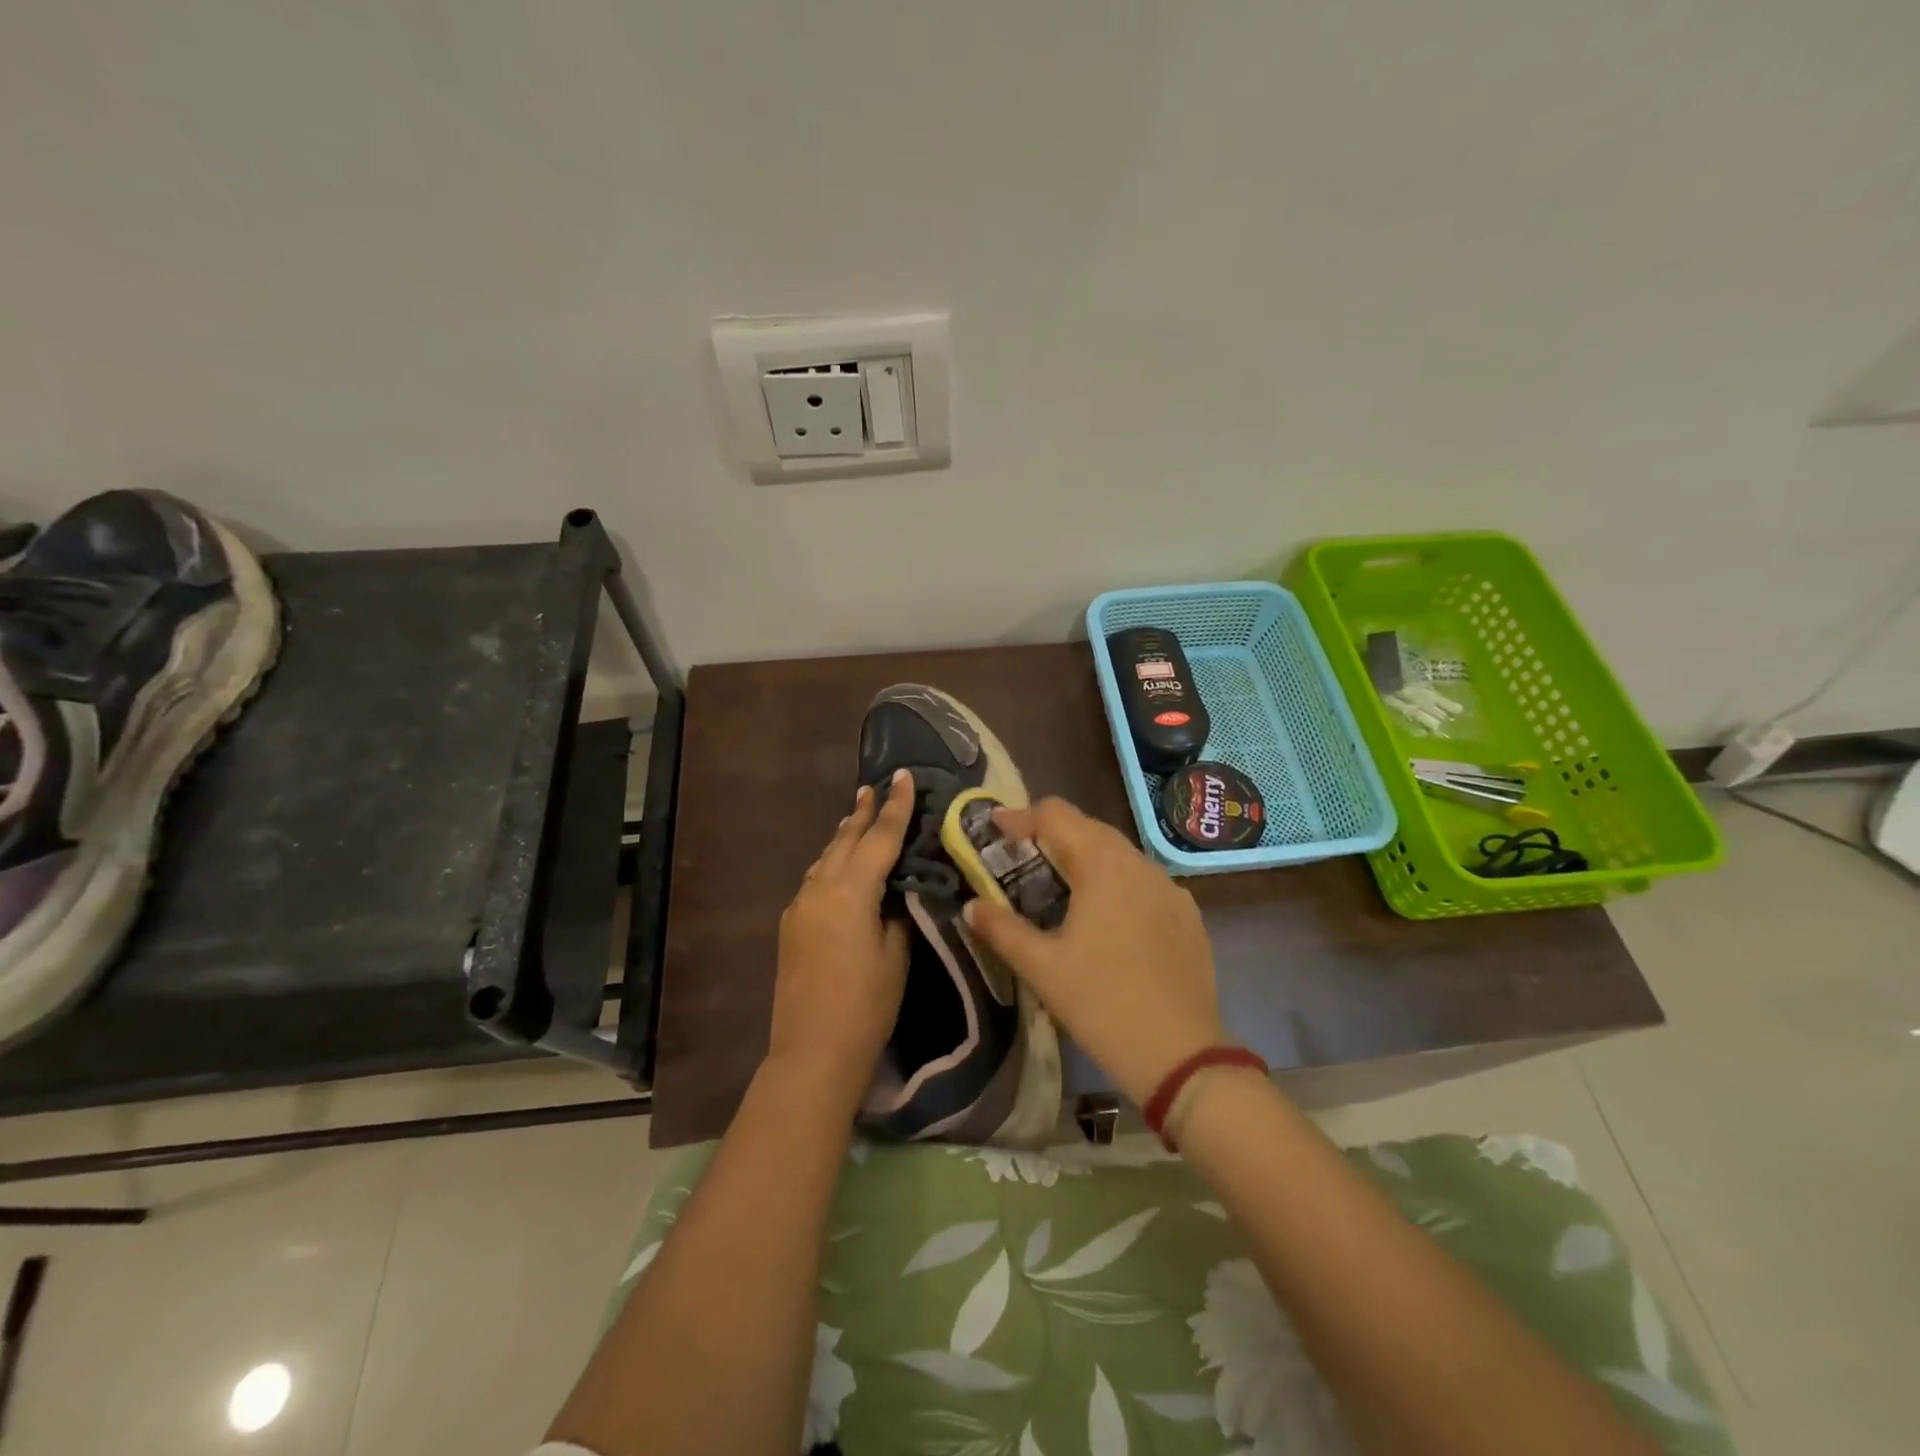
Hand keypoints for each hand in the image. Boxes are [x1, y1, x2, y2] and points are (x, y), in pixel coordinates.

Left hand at [766, 768, 915, 1112]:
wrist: (812, 1052)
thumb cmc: (866, 1006)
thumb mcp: (895, 956)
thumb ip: (895, 914)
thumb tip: (893, 894)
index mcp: (850, 892)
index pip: (879, 839)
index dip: (895, 807)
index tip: (903, 776)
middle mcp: (819, 889)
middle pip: (844, 841)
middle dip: (862, 813)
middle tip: (874, 787)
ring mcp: (799, 907)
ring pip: (825, 859)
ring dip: (843, 838)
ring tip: (857, 819)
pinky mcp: (790, 926)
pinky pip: (815, 880)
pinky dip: (831, 865)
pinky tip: (840, 868)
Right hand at [963, 797, 1223, 1106]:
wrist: (1180, 1055)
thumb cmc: (1101, 1003)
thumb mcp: (1041, 967)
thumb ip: (1001, 929)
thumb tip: (971, 906)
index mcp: (1103, 865)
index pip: (1056, 815)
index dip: (1020, 817)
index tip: (994, 828)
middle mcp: (1141, 864)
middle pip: (1089, 829)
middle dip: (1052, 835)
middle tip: (1021, 858)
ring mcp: (1170, 889)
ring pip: (1120, 855)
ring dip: (1085, 859)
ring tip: (1059, 887)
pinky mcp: (1188, 916)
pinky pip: (1144, 883)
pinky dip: (1116, 884)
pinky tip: (1105, 918)